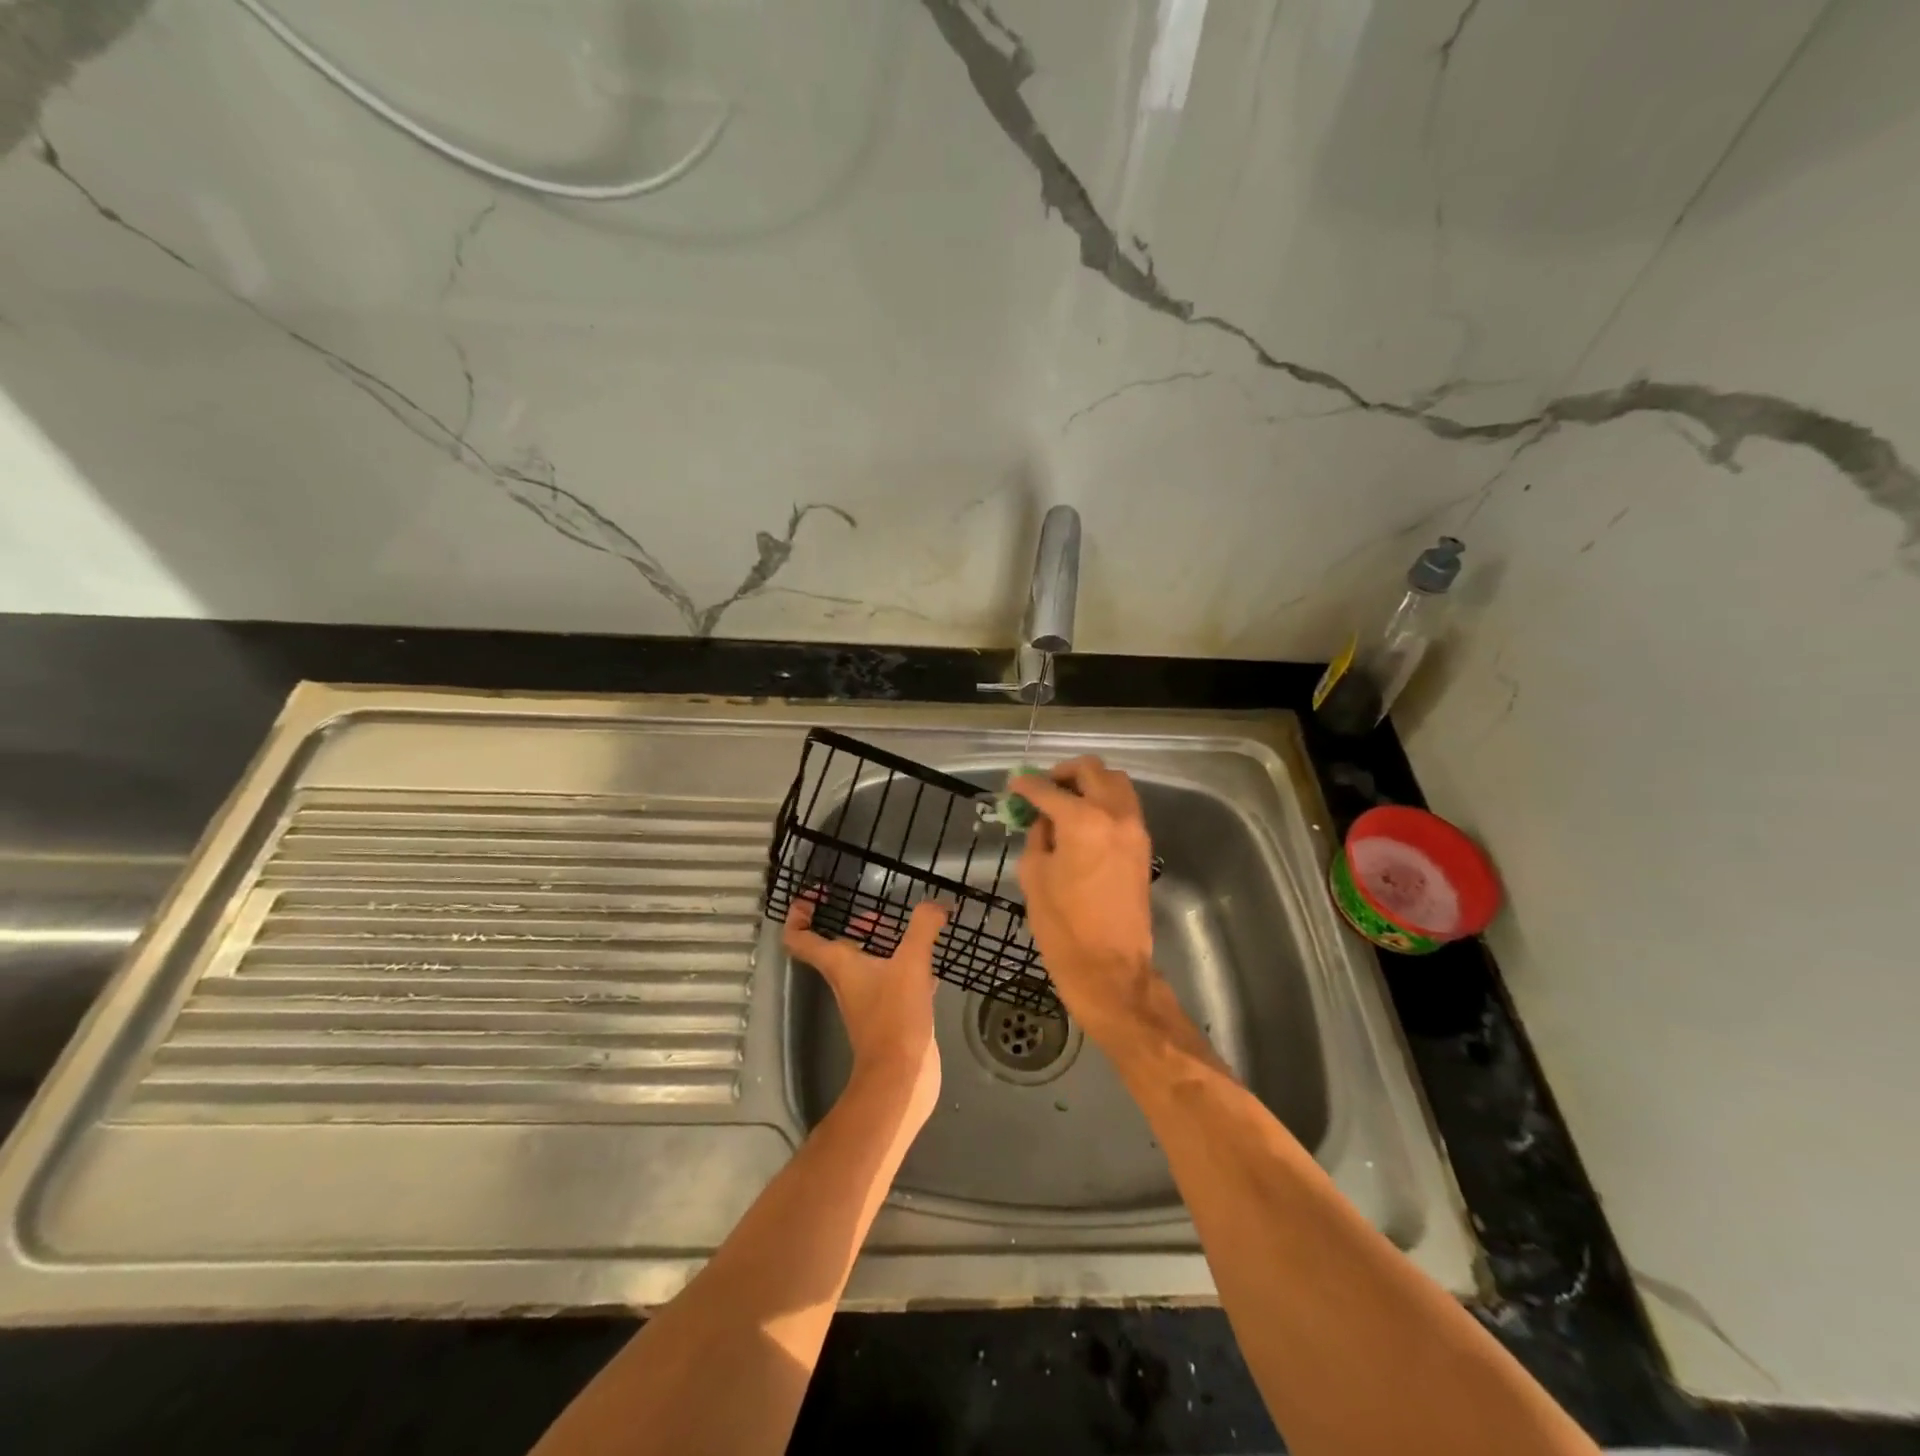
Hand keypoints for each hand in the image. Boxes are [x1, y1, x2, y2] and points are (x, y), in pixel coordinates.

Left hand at [783, 897, 948, 1127]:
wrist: (902, 1077)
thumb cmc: (895, 1017)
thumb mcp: (911, 963)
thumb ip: (923, 928)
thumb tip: (936, 904)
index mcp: (839, 965)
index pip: (801, 939)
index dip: (799, 915)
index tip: (812, 898)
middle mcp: (848, 980)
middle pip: (840, 947)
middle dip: (858, 926)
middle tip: (881, 912)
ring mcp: (869, 999)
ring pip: (870, 962)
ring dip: (885, 944)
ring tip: (914, 929)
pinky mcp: (892, 1013)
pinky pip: (896, 980)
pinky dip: (910, 966)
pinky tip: (934, 961)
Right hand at [1010, 758, 1162, 1040]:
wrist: (1109, 966)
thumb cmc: (1062, 925)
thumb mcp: (1034, 875)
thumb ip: (1039, 836)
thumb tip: (1045, 820)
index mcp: (1082, 820)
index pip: (1048, 789)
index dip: (1026, 785)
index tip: (1014, 786)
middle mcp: (1114, 814)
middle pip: (1092, 770)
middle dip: (1063, 773)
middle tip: (1043, 788)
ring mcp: (1135, 829)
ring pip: (1116, 783)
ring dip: (1090, 783)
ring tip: (1067, 801)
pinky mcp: (1143, 846)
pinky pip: (1125, 806)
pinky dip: (1105, 802)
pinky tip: (1084, 822)